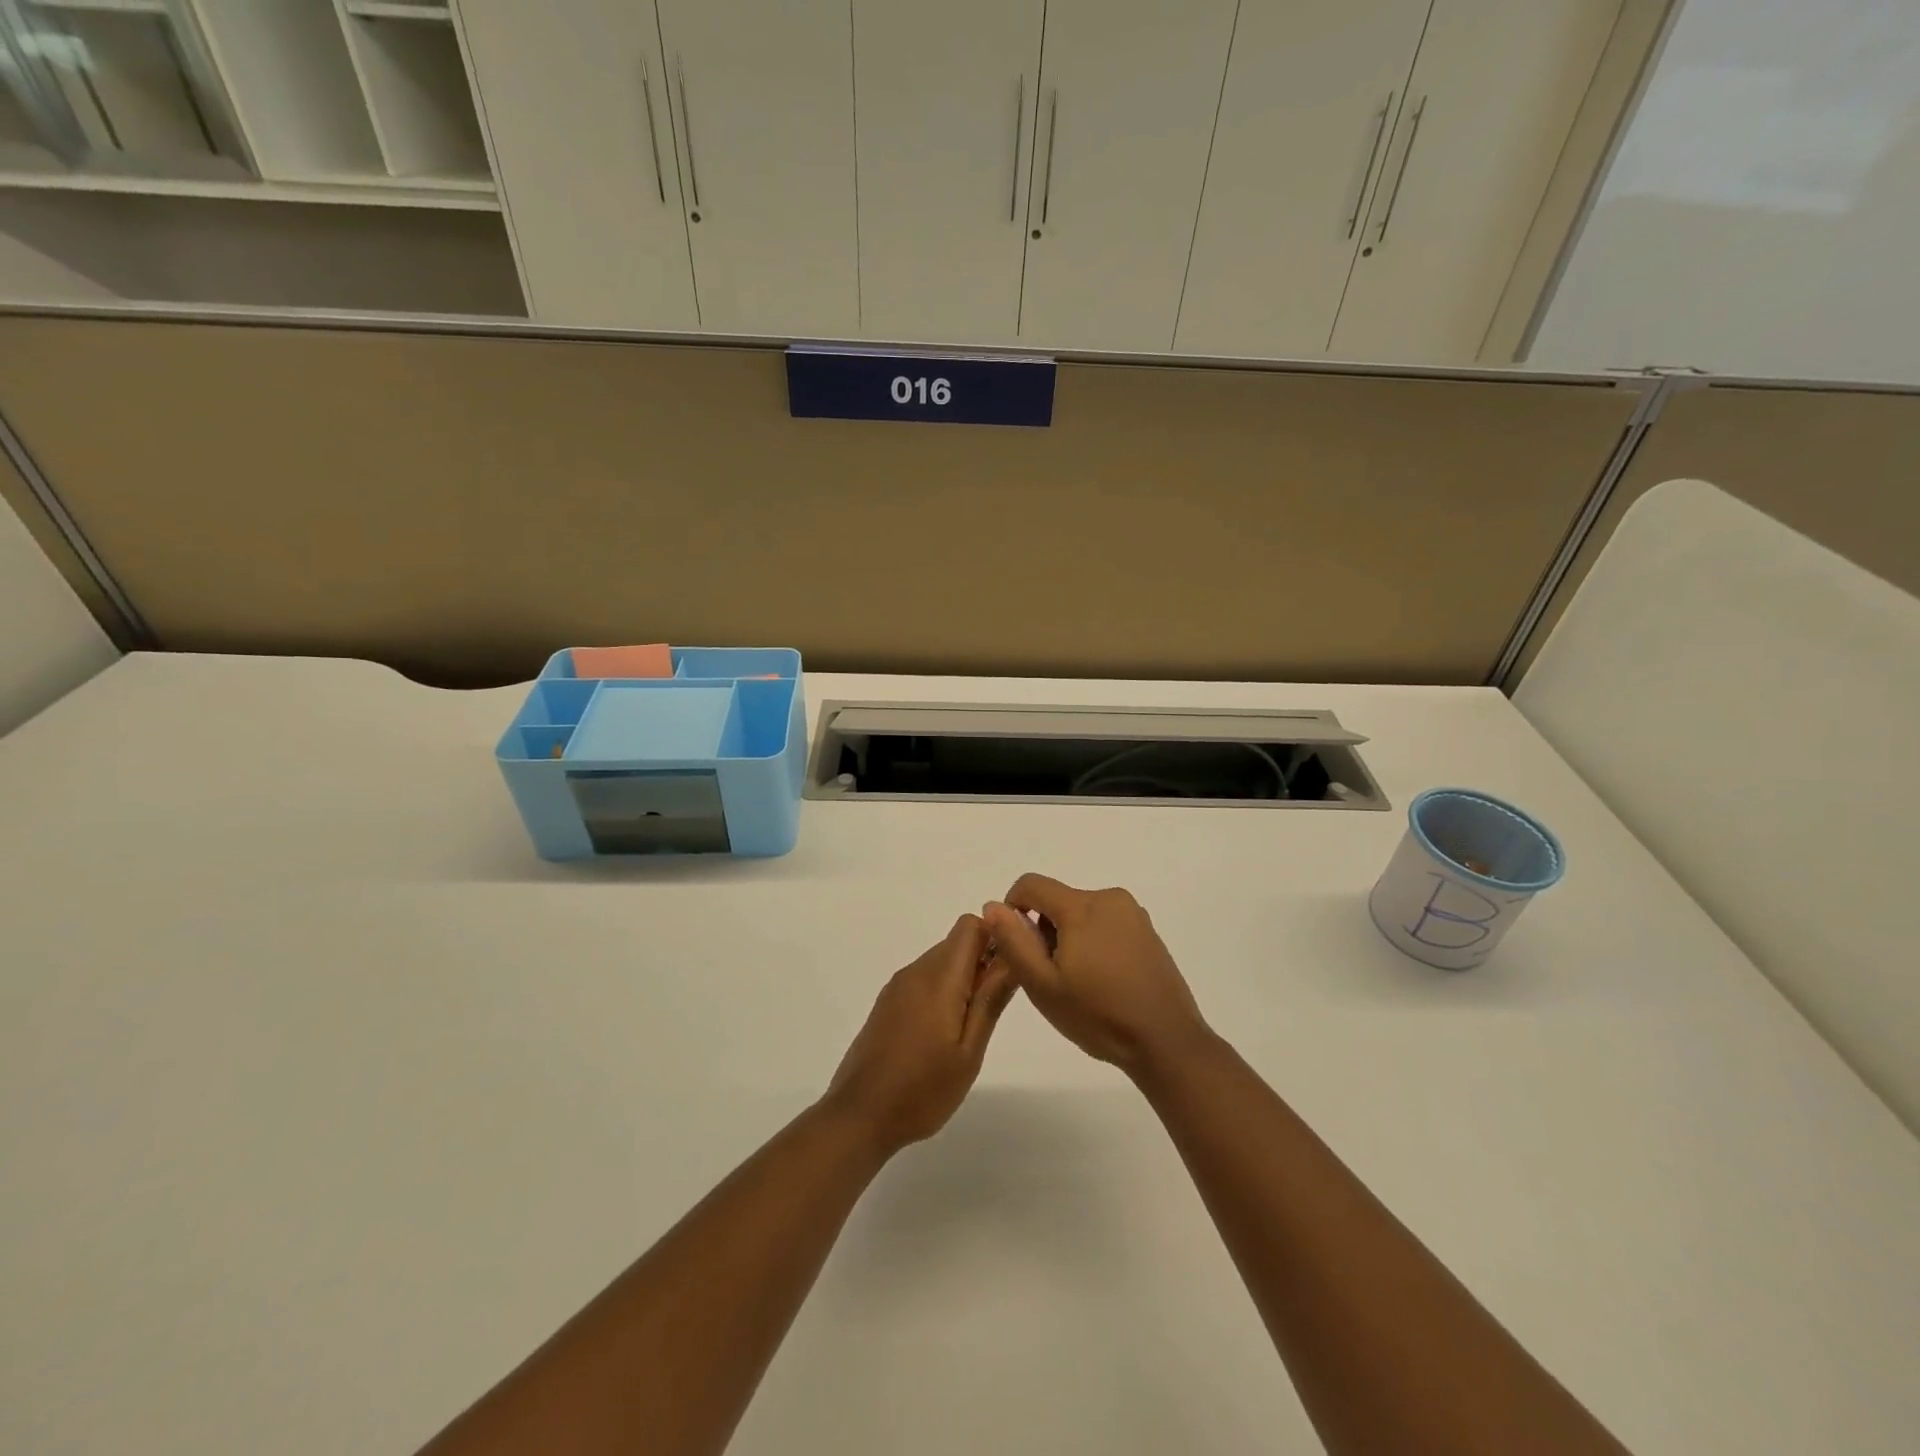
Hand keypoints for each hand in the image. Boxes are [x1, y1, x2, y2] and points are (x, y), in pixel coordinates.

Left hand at [823, 915, 1016, 1156]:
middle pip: (957, 943)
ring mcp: (897, 987)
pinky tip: (942, 1034)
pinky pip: (923, 980)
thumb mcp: (969, 1051)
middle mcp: (916, 971)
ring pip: (940, 961)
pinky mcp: (887, 1003)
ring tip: (969, 1028)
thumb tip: (1011, 957)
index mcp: (938, 977)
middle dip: (982, 962)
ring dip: (962, 979)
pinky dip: (941, 992)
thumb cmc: (923, 1089)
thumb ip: (990, 1000)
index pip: (970, 925)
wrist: (859, 1116)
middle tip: (992, 1008)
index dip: (995, 937)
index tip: (1009, 970)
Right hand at [982, 874, 1210, 1076]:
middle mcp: (1110, 898)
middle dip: (1044, 930)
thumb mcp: (1043, 984)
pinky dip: (1092, 942)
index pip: (1032, 884)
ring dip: (1068, 937)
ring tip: (1078, 983)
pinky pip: (1105, 924)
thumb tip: (993, 905)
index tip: (1016, 946)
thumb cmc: (1098, 1015)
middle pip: (1057, 900)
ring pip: (1081, 913)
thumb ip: (1013, 941)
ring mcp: (1133, 914)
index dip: (1012, 908)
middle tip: (1050, 976)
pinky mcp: (1147, 931)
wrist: (1166, 1041)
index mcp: (1082, 906)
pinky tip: (1102, 981)